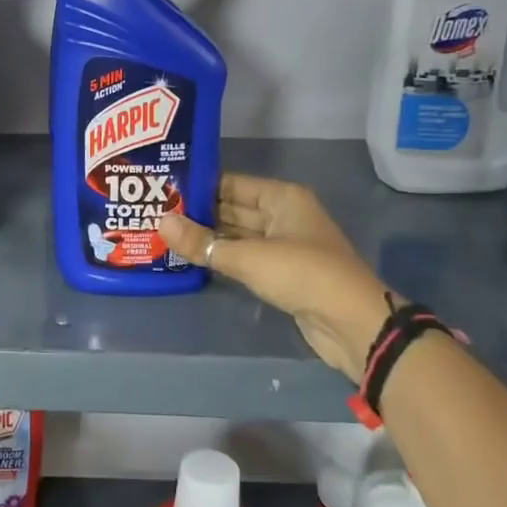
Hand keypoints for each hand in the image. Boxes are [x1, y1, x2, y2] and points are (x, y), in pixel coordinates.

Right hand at [158, 174, 388, 384]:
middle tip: (154, 214)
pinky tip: (190, 260)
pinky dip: (221, 259)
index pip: (231, 183)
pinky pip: (244, 258)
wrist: (351, 323)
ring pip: (236, 235)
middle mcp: (282, 216)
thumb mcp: (248, 257)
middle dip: (198, 213)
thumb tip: (161, 223)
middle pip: (232, 209)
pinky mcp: (281, 274)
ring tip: (164, 236)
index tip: (162, 190)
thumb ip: (203, 243)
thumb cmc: (302, 274)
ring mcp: (283, 246)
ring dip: (207, 238)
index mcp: (281, 198)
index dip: (198, 186)